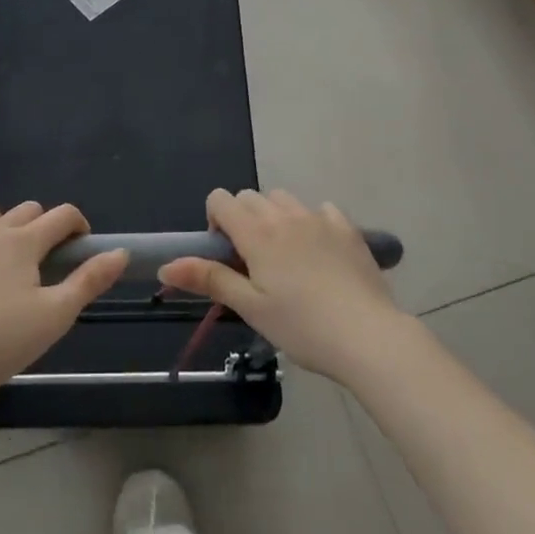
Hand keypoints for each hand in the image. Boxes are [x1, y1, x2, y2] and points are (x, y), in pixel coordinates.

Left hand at [0, 194, 126, 407]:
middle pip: (26, 209)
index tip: (82, 247)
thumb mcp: (58, 314)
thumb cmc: (6, 341)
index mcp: (24, 241)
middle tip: (46, 261)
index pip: (62, 215)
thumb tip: (121, 252)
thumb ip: (90, 280)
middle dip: (43, 225)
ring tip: (2, 248)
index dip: (78, 225)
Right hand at [159, 188, 409, 383]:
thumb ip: (209, 279)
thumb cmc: (302, 327)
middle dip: (242, 219)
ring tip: (285, 256)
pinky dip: (311, 221)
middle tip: (253, 262)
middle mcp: (285, 215)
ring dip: (275, 216)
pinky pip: (321, 209)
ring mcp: (319, 218)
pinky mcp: (347, 228)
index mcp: (257, 233)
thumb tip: (166, 267)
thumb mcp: (250, 308)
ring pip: (284, 199)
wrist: (369, 337)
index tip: (226, 255)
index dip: (215, 221)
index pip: (221, 199)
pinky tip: (320, 252)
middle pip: (250, 197)